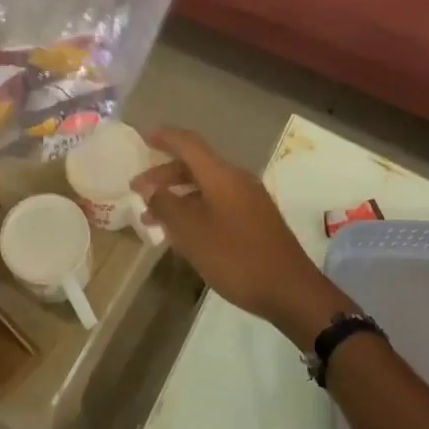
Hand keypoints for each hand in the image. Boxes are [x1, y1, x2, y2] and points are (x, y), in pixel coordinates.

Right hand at [132, 128, 354, 348]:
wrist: (290, 290)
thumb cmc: (236, 257)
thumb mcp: (191, 232)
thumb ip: (166, 205)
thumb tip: (151, 188)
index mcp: (222, 176)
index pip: (189, 144)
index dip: (165, 137)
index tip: (143, 138)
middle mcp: (237, 180)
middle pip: (196, 166)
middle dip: (164, 175)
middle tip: (138, 190)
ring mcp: (249, 200)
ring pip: (205, 188)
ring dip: (178, 197)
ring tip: (152, 218)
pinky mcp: (255, 220)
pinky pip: (217, 204)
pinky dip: (195, 210)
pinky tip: (181, 233)